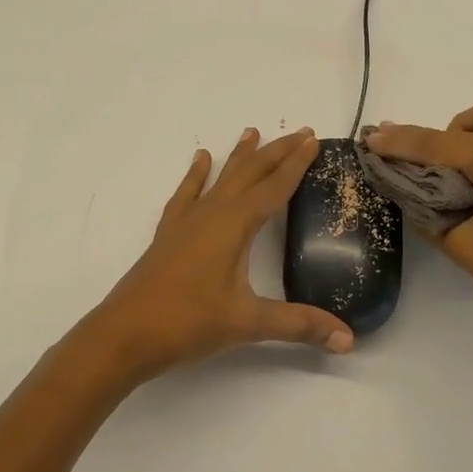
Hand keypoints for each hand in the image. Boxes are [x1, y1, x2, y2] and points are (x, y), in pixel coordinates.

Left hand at [87, 127, 354, 378]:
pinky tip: (200, 160)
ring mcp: (186, 222)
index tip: (313, 139)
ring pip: (219, 178)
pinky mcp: (169, 234)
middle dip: (276, 152)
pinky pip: (187, 194)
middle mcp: (211, 214)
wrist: (124, 335)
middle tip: (299, 131)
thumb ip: (299, 325)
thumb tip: (348, 340)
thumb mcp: (247, 323)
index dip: (296, 164)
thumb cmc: (187, 323)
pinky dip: (196, 175)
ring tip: (251, 132)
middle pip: (249, 173)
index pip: (274, 187)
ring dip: (239, 156)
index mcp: (234, 226)